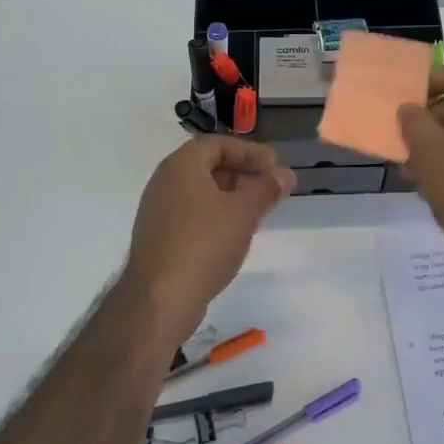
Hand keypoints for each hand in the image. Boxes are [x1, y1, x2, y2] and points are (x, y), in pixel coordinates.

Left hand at [125, 137, 294, 330]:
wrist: (160, 299)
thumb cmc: (204, 244)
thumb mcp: (243, 212)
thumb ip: (266, 189)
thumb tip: (284, 175)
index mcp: (181, 167)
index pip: (217, 145)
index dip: (248, 151)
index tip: (274, 165)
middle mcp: (164, 182)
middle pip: (207, 166)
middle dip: (242, 172)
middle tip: (269, 186)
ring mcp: (158, 211)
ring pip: (200, 193)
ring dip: (230, 196)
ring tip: (258, 210)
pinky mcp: (159, 238)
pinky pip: (192, 214)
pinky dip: (216, 215)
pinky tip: (234, 233)